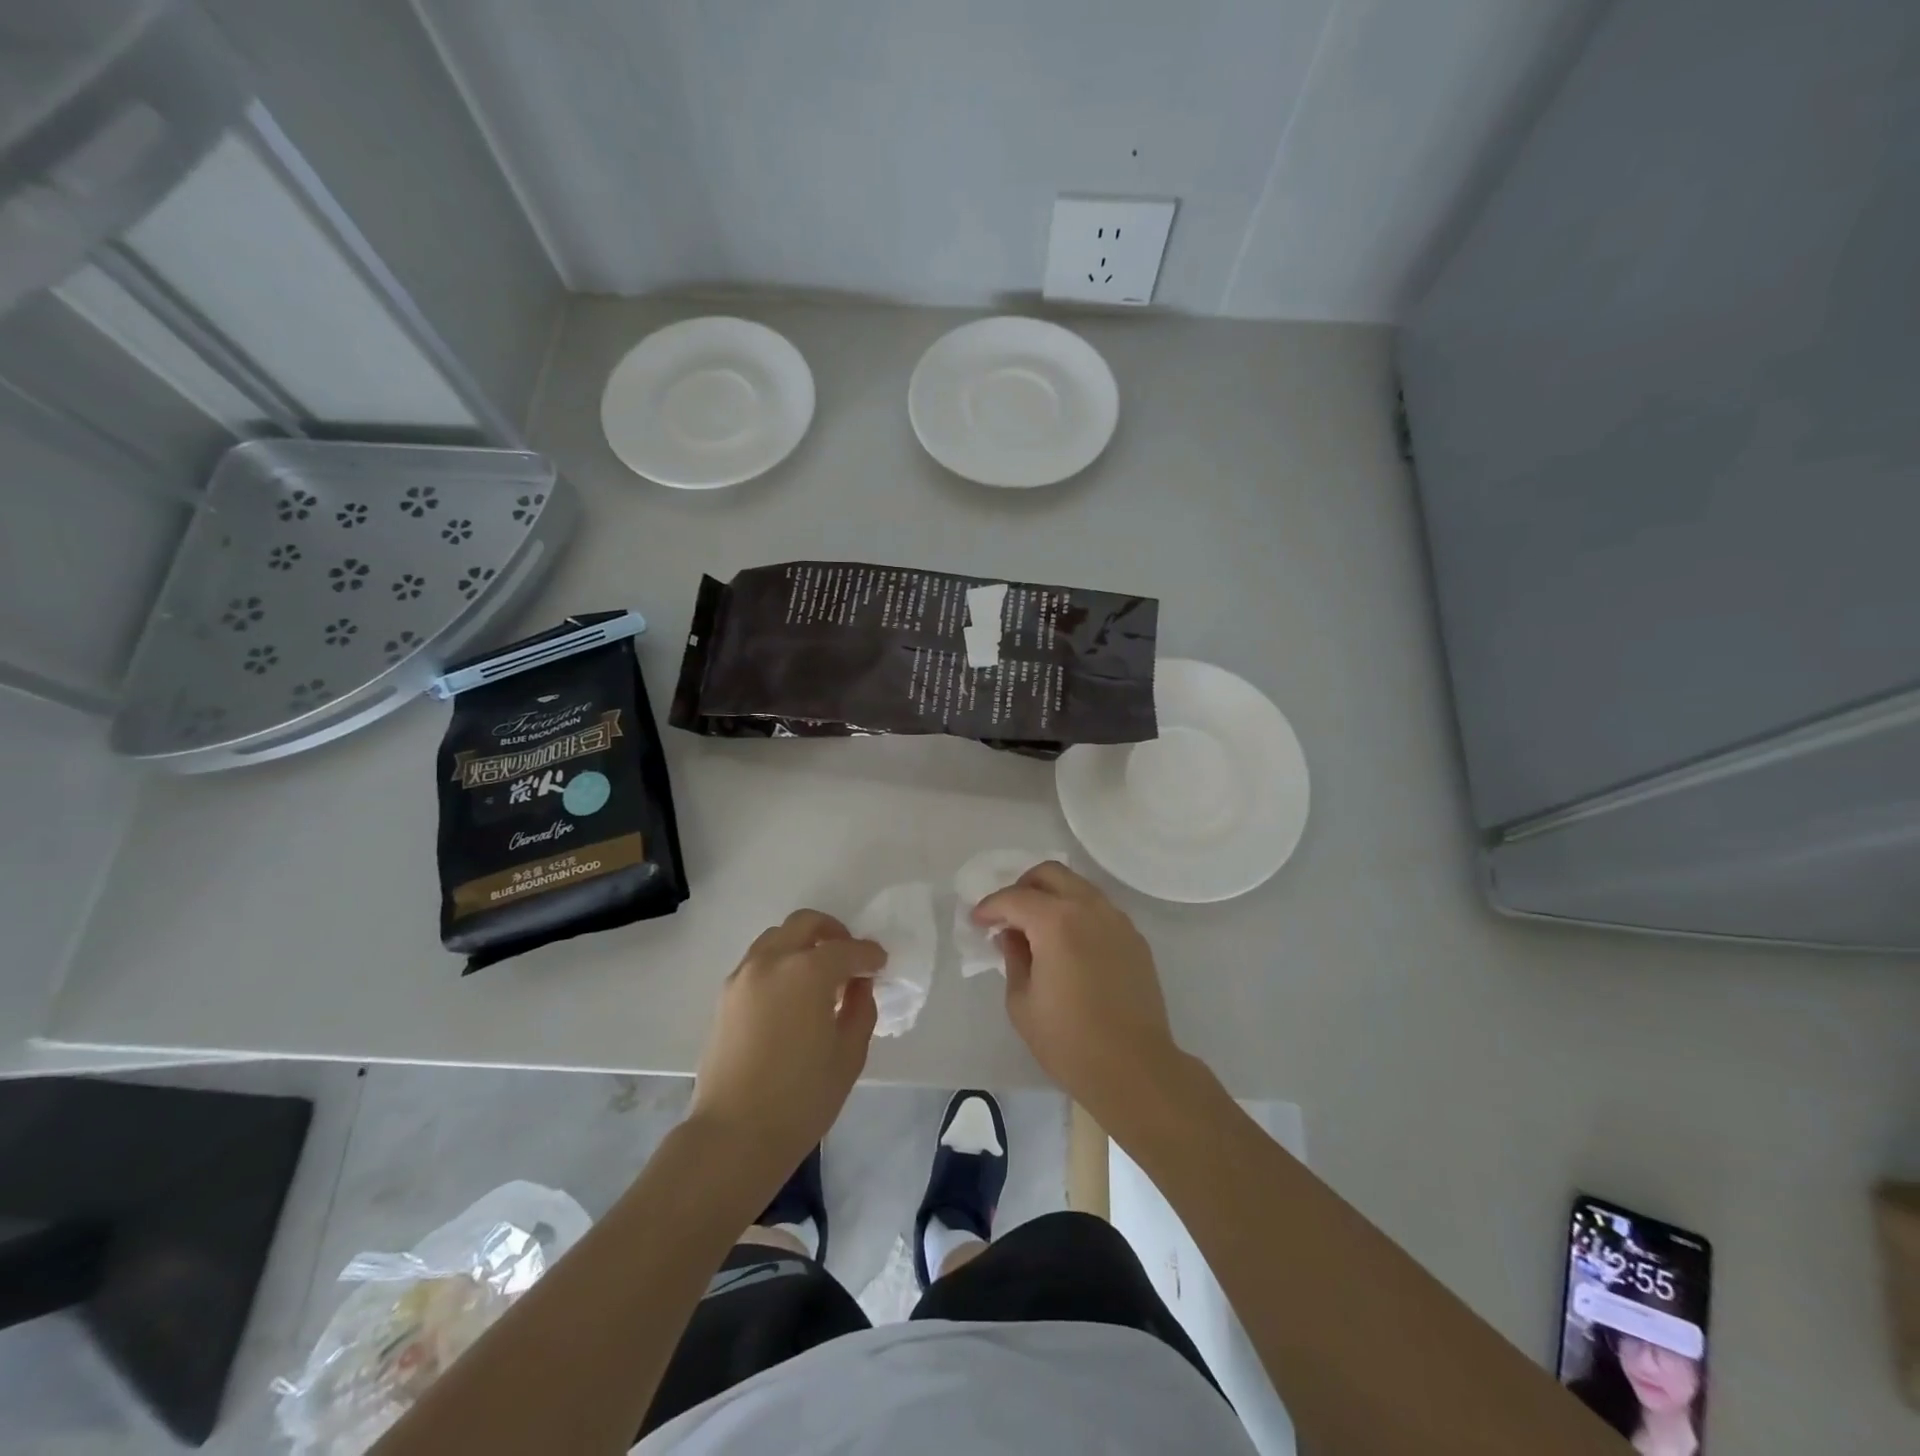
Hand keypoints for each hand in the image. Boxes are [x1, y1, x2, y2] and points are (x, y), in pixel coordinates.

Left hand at [690, 910, 882, 1184]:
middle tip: (849, 958)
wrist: (733, 1135)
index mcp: (807, 972)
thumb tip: (857, 985)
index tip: (880, 964)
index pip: (847, 949)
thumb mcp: (848, 1055)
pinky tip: (792, 996)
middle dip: (833, 932)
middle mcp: (772, 961)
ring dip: (802, 945)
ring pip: (777, 938)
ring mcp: (743, 976)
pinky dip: (780, 963)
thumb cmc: (801, 1098)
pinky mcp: (725, 996)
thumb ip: (860, 1009)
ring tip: (819, 977)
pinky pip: (758, 961)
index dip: (869, 954)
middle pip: (805, 924)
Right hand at [973, 862, 1182, 1121]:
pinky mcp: (1134, 938)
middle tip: (1007, 914)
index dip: (990, 907)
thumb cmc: (1069, 1041)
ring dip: (1052, 896)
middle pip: (1050, 874)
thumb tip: (1012, 936)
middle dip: (1022, 887)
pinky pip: (1099, 909)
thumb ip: (1013, 958)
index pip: (1014, 898)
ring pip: (1078, 886)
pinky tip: (1068, 944)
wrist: (1134, 1068)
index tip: (978, 922)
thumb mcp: (1022, 1002)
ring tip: (1036, 927)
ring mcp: (1117, 920)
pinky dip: (1077, 912)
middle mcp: (1089, 908)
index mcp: (1057, 921)